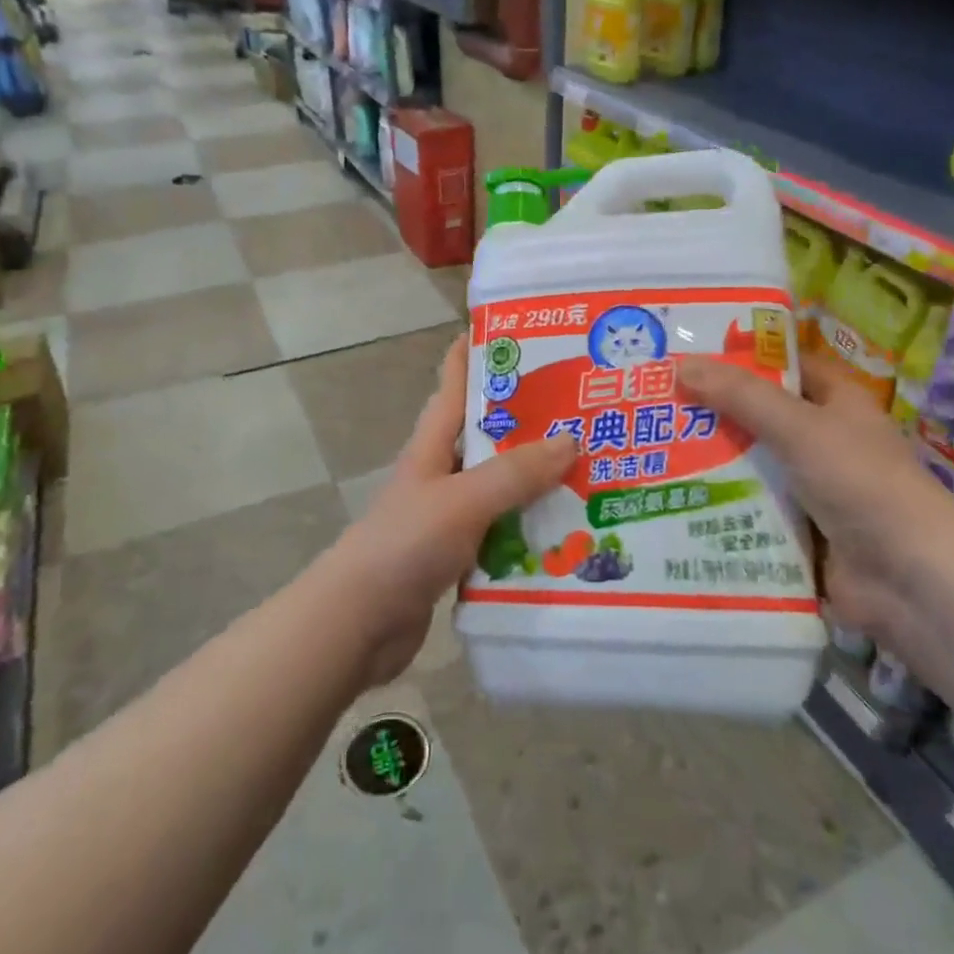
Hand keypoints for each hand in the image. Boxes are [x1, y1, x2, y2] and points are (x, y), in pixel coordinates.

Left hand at [314, 339, 577, 686]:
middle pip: (489, 434)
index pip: (454, 383)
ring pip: (502, 485)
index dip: (479, 352)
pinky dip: (531, 527)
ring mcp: (450, 514)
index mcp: (434, 444)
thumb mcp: (462, 500)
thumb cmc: (404, 545)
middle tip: (585, 405)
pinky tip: (570, 532)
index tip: (520, 330)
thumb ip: (514, 472)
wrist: (359, 622)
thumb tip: (571, 440)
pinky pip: (504, 530)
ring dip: (539, 479)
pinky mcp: (459, 553)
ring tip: (594, 468)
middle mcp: (443, 472)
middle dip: (531, 419)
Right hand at [677, 352, 953, 636]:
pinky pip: (750, 509)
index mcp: (836, 402)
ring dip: (709, 462)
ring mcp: (811, 488)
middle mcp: (823, 439)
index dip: (738, 359)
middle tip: (652, 405)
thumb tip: (679, 364)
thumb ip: (740, 396)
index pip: (781, 367)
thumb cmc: (861, 483)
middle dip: (711, 413)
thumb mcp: (799, 427)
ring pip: (750, 465)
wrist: (909, 580)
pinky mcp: (798, 531)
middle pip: (758, 417)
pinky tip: (673, 500)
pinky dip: (720, 506)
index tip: (684, 356)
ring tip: (649, 451)